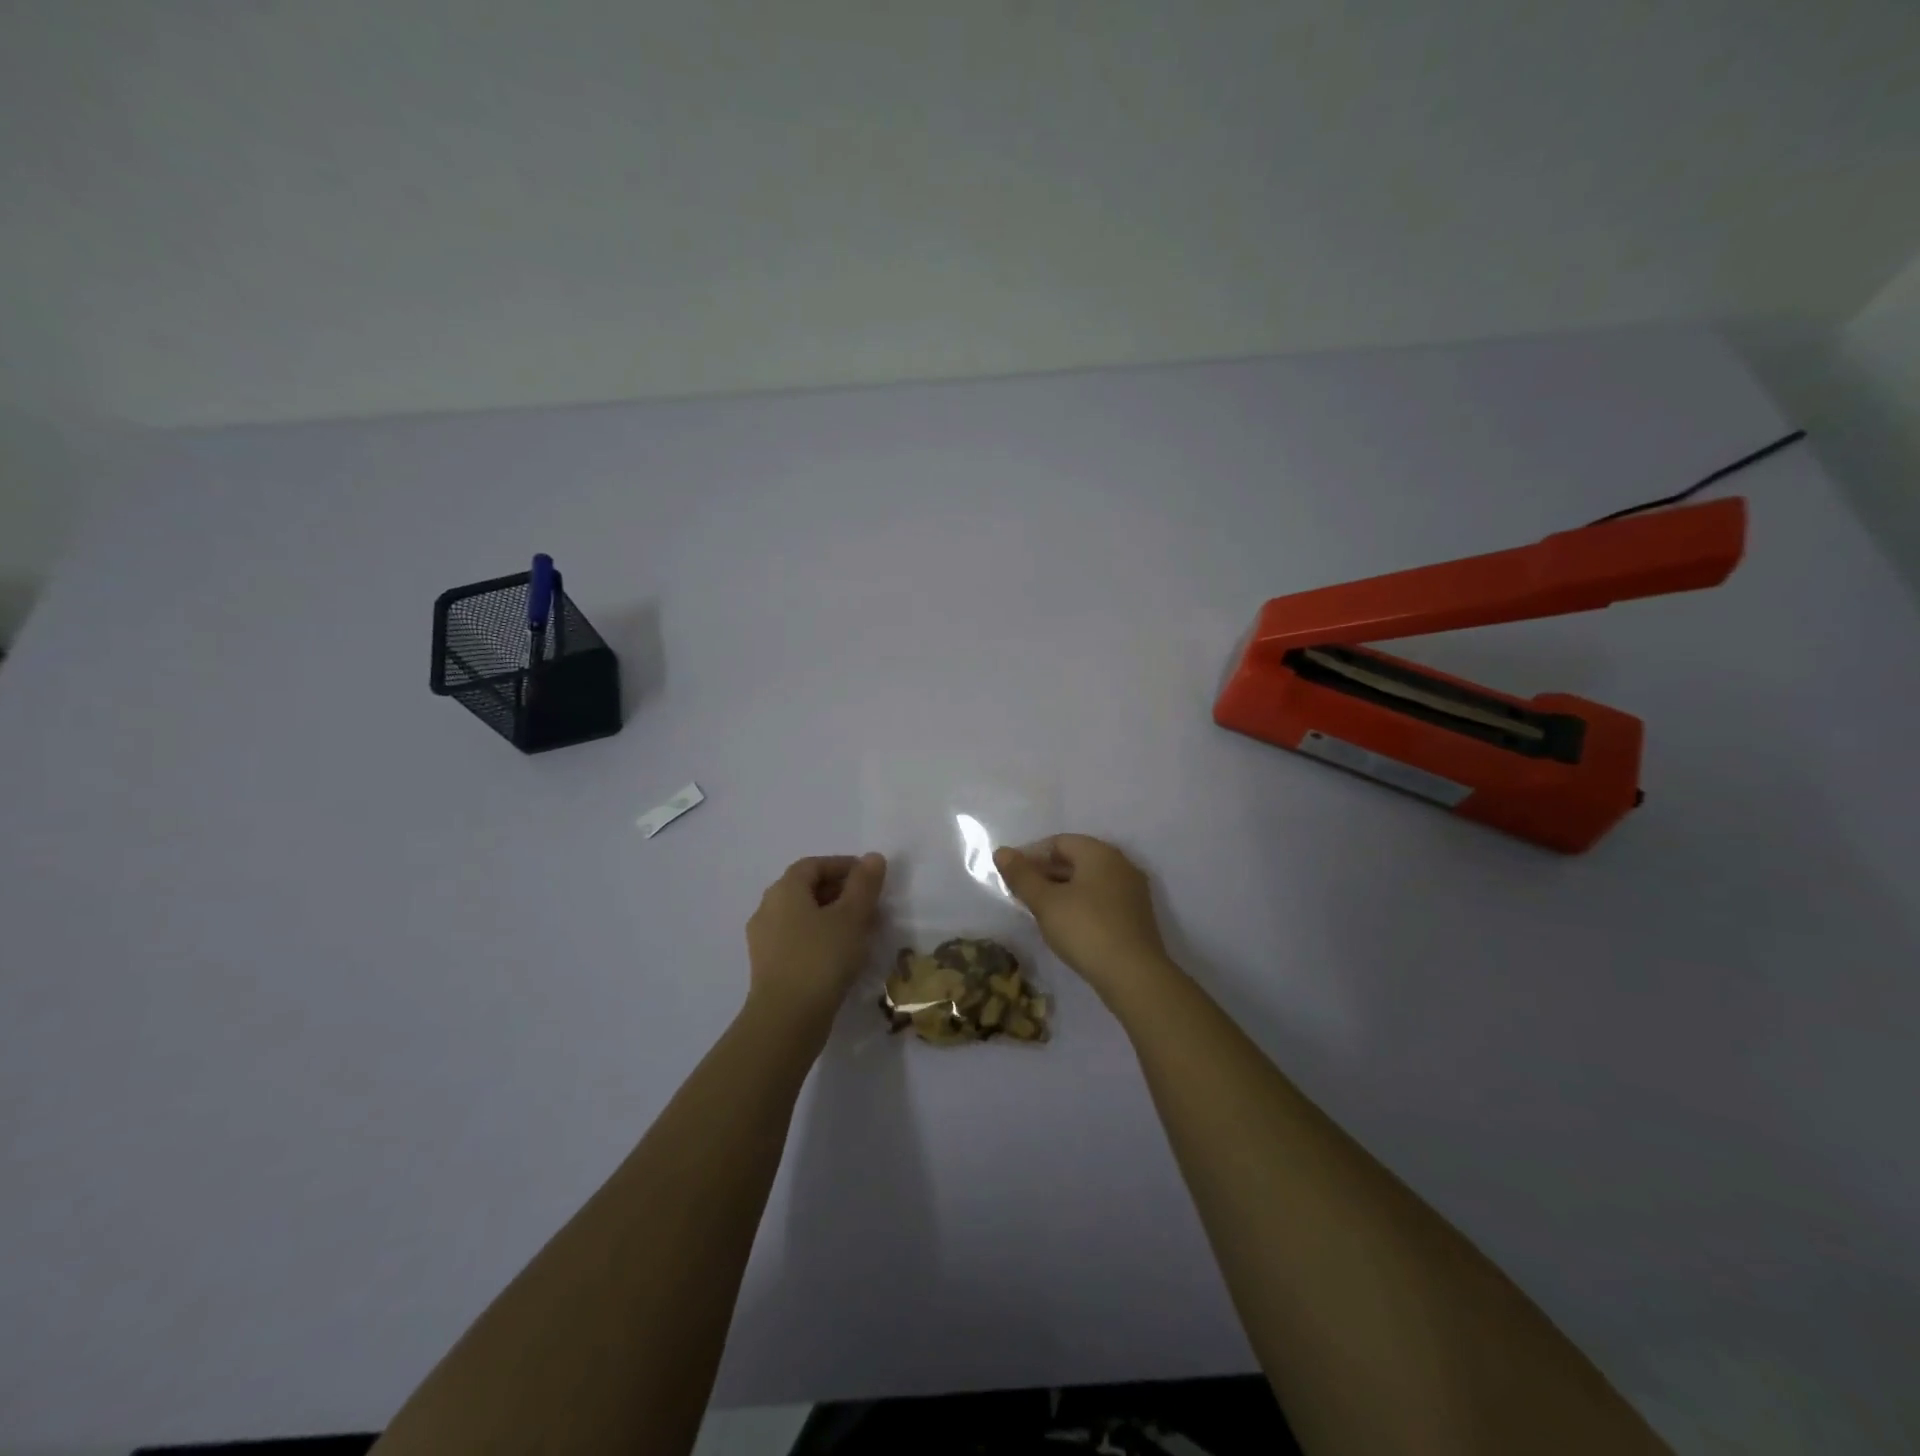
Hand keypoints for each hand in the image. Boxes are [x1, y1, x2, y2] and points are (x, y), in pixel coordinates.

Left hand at [746, 853, 886, 1025]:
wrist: (786, 1021)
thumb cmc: (821, 959)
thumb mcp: (852, 917)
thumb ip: (864, 885)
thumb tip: (873, 857)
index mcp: (784, 890)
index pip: (813, 865)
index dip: (843, 866)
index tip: (870, 877)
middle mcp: (768, 909)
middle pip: (806, 889)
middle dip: (840, 892)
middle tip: (870, 905)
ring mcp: (764, 940)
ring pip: (803, 917)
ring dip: (832, 917)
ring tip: (862, 932)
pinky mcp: (768, 967)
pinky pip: (797, 940)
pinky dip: (820, 938)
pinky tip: (842, 955)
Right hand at [993, 835, 1171, 1002]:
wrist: (1134, 976)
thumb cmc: (1085, 929)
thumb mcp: (1046, 902)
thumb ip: (1022, 875)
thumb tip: (1002, 852)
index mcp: (1100, 853)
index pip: (1059, 841)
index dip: (1031, 855)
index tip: (1011, 875)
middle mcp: (1120, 864)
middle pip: (1075, 859)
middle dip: (1045, 873)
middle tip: (1021, 893)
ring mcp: (1132, 891)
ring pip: (1088, 881)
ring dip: (1061, 890)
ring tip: (1038, 910)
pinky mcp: (1135, 916)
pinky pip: (1100, 899)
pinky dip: (1079, 904)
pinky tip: (1065, 924)